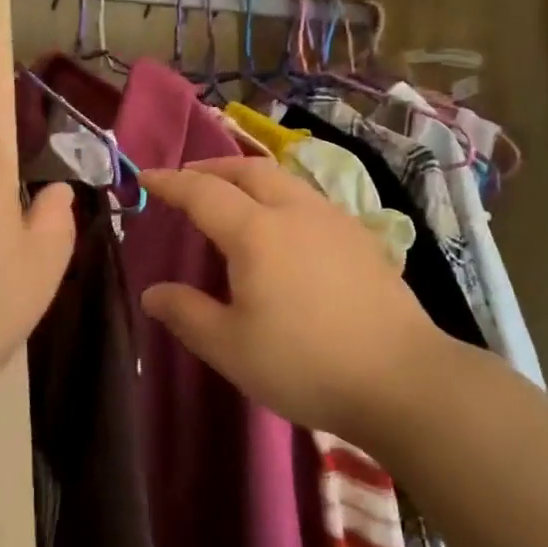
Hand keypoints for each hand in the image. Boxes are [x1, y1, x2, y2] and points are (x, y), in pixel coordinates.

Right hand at [140, 158, 449, 445]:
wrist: (401, 378)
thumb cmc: (304, 363)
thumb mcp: (230, 347)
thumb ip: (187, 313)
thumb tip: (153, 293)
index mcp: (257, 232)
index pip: (203, 193)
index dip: (171, 182)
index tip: (146, 176)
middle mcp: (296, 211)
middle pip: (249, 170)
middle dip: (213, 168)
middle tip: (189, 179)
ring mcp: (335, 221)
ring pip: (285, 180)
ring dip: (250, 179)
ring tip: (233, 198)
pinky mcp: (362, 238)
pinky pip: (309, 200)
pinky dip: (281, 197)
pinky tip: (284, 228)